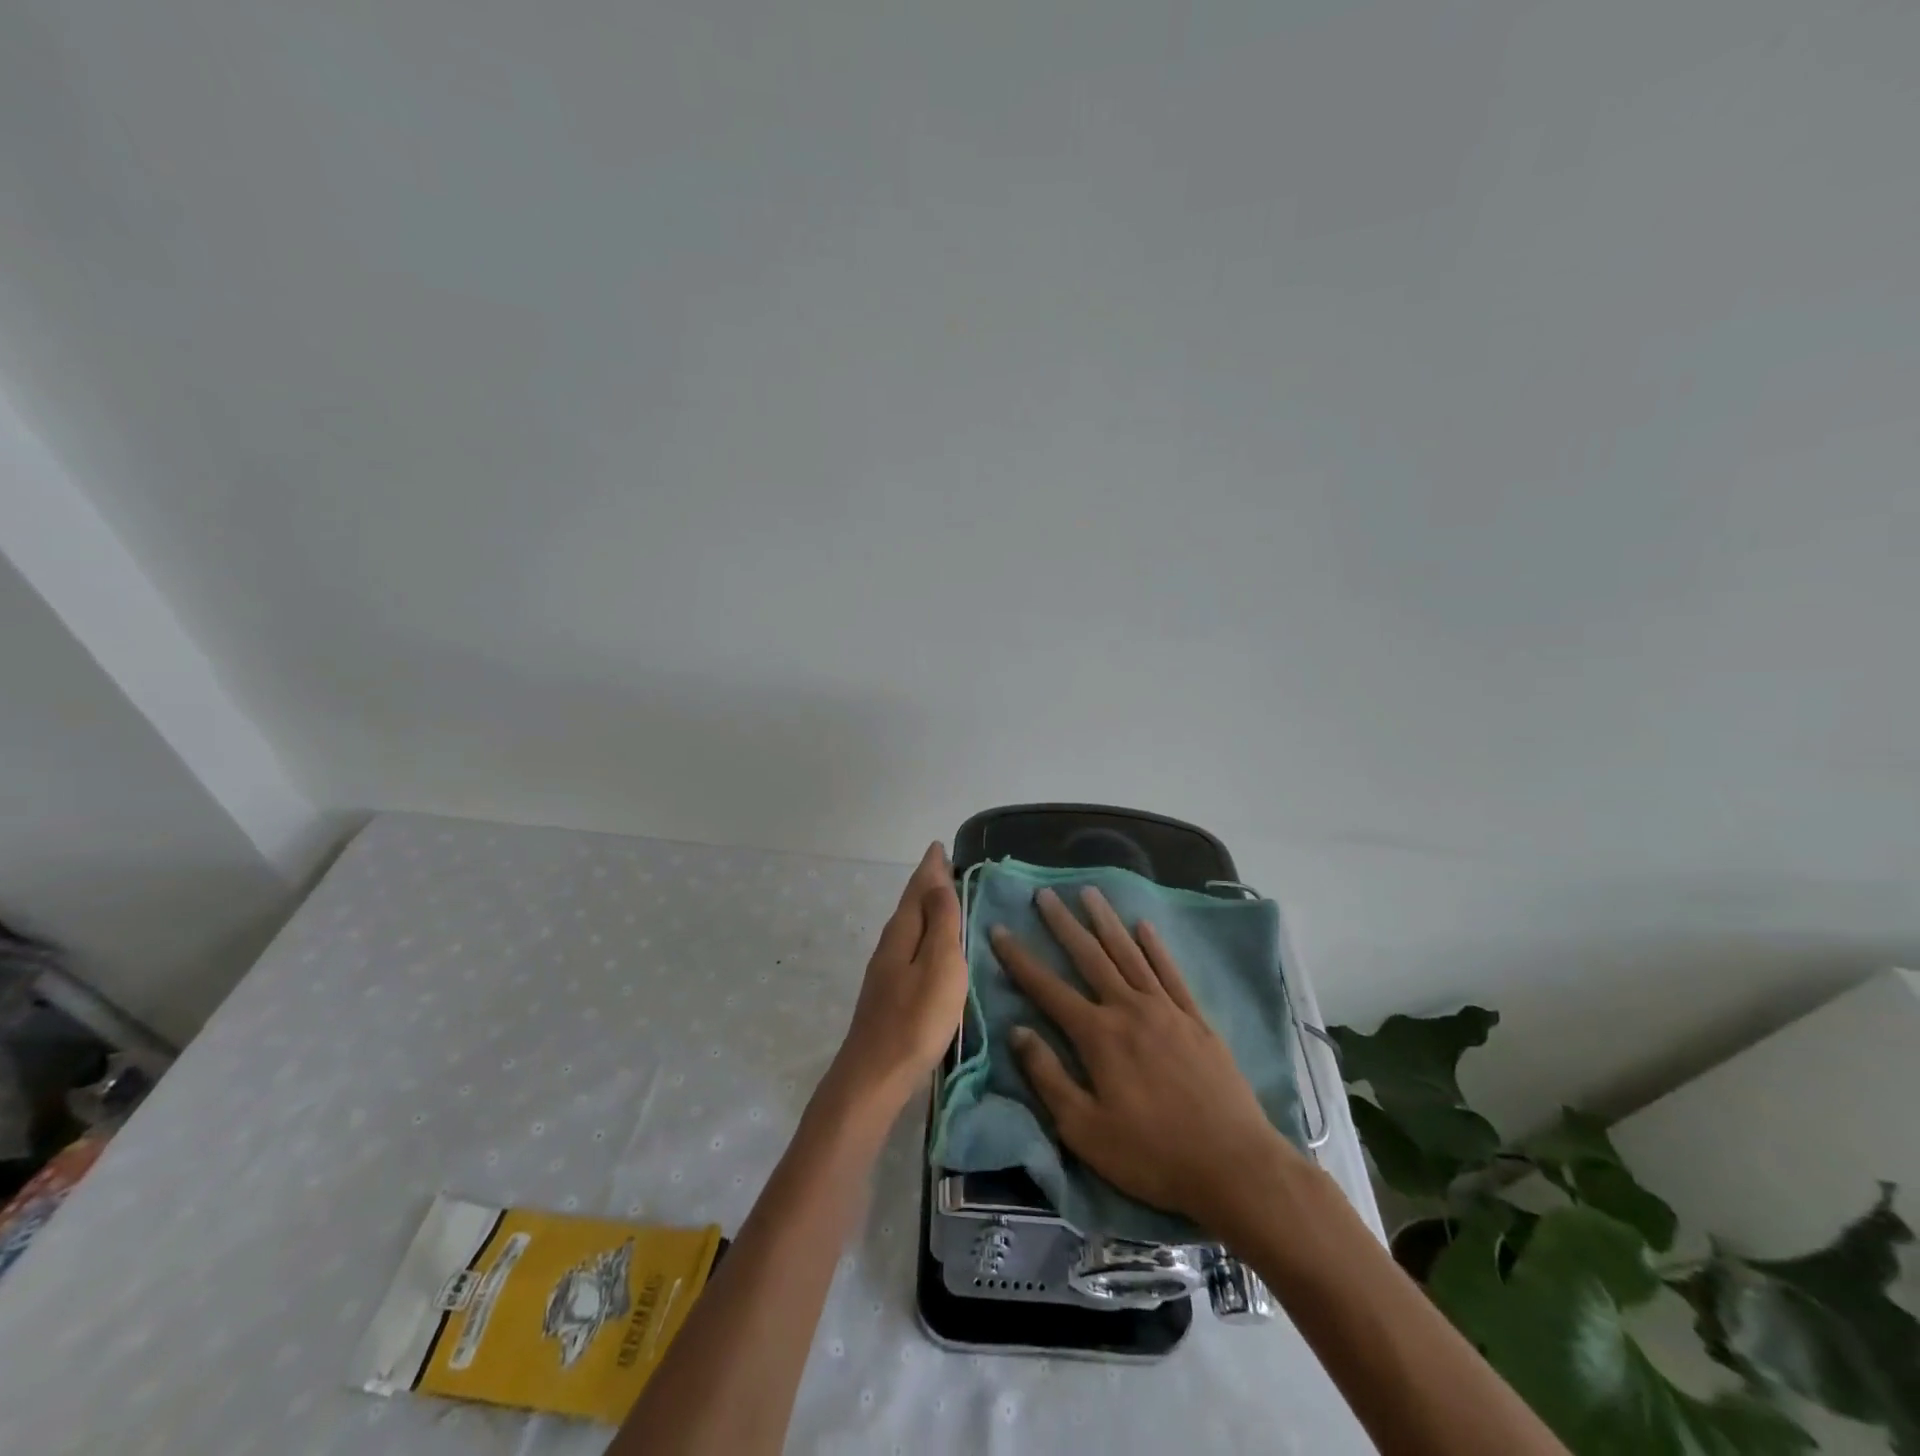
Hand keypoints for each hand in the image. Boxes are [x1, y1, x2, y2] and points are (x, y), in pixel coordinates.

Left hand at [827, 842, 968, 1112]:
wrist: (875, 1075)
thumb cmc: (916, 1019)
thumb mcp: (939, 965)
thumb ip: (940, 922)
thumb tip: (938, 881)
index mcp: (903, 931)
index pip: (919, 888)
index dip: (932, 867)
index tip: (941, 846)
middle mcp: (891, 943)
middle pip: (911, 903)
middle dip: (928, 882)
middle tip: (945, 864)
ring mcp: (887, 969)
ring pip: (909, 925)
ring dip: (925, 907)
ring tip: (944, 896)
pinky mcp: (890, 992)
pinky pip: (910, 946)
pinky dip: (923, 932)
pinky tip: (931, 945)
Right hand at [992, 885, 1302, 1232]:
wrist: (1234, 1165)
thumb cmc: (1152, 1154)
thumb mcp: (1084, 1129)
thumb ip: (1048, 1077)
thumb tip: (1017, 1032)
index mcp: (1098, 1035)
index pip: (1048, 988)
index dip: (1020, 959)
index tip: (999, 930)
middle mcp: (1129, 1009)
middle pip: (1090, 956)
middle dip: (1063, 924)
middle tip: (1045, 894)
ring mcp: (1166, 1010)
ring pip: (1129, 953)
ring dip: (1106, 921)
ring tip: (1089, 892)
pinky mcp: (1196, 1019)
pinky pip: (1170, 972)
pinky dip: (1155, 946)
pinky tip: (1144, 926)